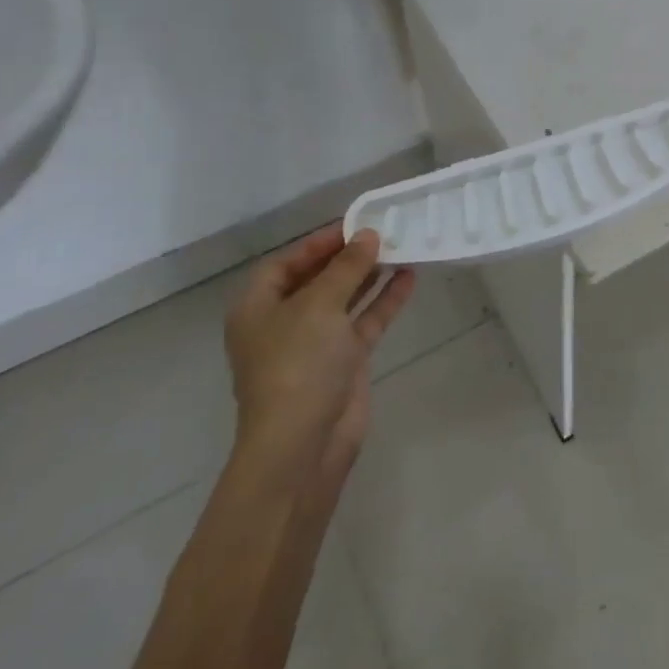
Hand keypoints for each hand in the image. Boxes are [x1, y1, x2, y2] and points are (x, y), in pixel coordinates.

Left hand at [223, 224, 414, 502]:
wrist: (303, 444)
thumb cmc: (297, 365)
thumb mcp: (320, 304)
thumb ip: (347, 267)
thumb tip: (368, 235)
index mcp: (258, 308)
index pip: (286, 263)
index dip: (318, 242)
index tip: (354, 224)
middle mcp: (283, 323)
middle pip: (317, 279)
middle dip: (348, 257)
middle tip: (383, 231)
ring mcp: (314, 344)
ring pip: (345, 299)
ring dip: (370, 275)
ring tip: (401, 247)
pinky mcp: (343, 362)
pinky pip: (364, 321)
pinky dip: (384, 300)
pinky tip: (409, 277)